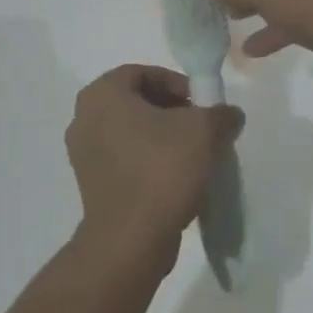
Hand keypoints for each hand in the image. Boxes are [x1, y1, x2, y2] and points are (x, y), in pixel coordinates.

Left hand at [65, 66, 243, 276]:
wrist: (130, 240)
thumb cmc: (162, 170)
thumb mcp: (204, 131)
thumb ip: (220, 114)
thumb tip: (229, 115)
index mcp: (102, 94)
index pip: (143, 73)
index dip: (177, 83)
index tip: (201, 104)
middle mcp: (84, 117)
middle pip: (136, 101)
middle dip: (171, 110)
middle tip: (200, 127)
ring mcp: (83, 152)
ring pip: (130, 131)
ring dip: (161, 136)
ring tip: (192, 154)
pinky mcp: (90, 183)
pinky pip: (124, 158)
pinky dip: (148, 160)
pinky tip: (176, 178)